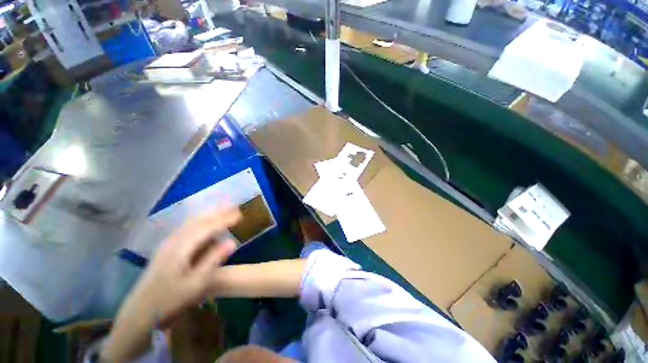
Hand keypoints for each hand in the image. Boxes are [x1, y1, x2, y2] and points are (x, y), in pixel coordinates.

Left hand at [101, 206, 240, 360]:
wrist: (139, 312)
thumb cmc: (169, 300)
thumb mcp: (195, 284)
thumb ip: (213, 260)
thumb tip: (233, 242)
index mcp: (181, 248)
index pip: (207, 227)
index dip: (225, 219)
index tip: (240, 215)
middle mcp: (174, 240)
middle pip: (199, 220)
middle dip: (218, 212)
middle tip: (234, 207)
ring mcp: (168, 243)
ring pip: (192, 222)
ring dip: (209, 214)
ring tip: (224, 210)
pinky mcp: (167, 248)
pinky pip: (187, 228)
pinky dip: (200, 221)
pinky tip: (205, 222)